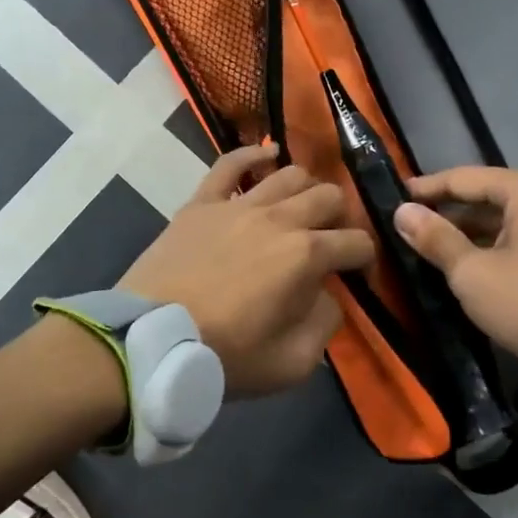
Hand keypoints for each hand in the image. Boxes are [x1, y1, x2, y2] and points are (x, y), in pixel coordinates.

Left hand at [121, 146, 375, 397]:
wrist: (152, 342)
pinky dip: (252, 155)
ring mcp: (239, 205)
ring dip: (307, 188)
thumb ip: (324, 323)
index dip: (365, 257)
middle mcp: (279, 218)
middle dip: (341, 217)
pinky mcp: (203, 203)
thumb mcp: (294, 362)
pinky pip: (230, 164)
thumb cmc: (225, 356)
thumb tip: (327, 296)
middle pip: (329, 196)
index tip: (357, 273)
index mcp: (306, 255)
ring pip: (289, 174)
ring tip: (303, 206)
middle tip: (330, 239)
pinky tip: (268, 155)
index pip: (356, 242)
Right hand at [393, 166, 517, 368]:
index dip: (427, 188)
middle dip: (450, 212)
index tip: (396, 196)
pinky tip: (476, 264)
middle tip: (413, 225)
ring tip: (437, 248)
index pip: (465, 178)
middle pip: (489, 197)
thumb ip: (436, 239)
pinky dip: (498, 245)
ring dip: (474, 232)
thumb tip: (403, 212)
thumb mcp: (473, 273)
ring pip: (509, 220)